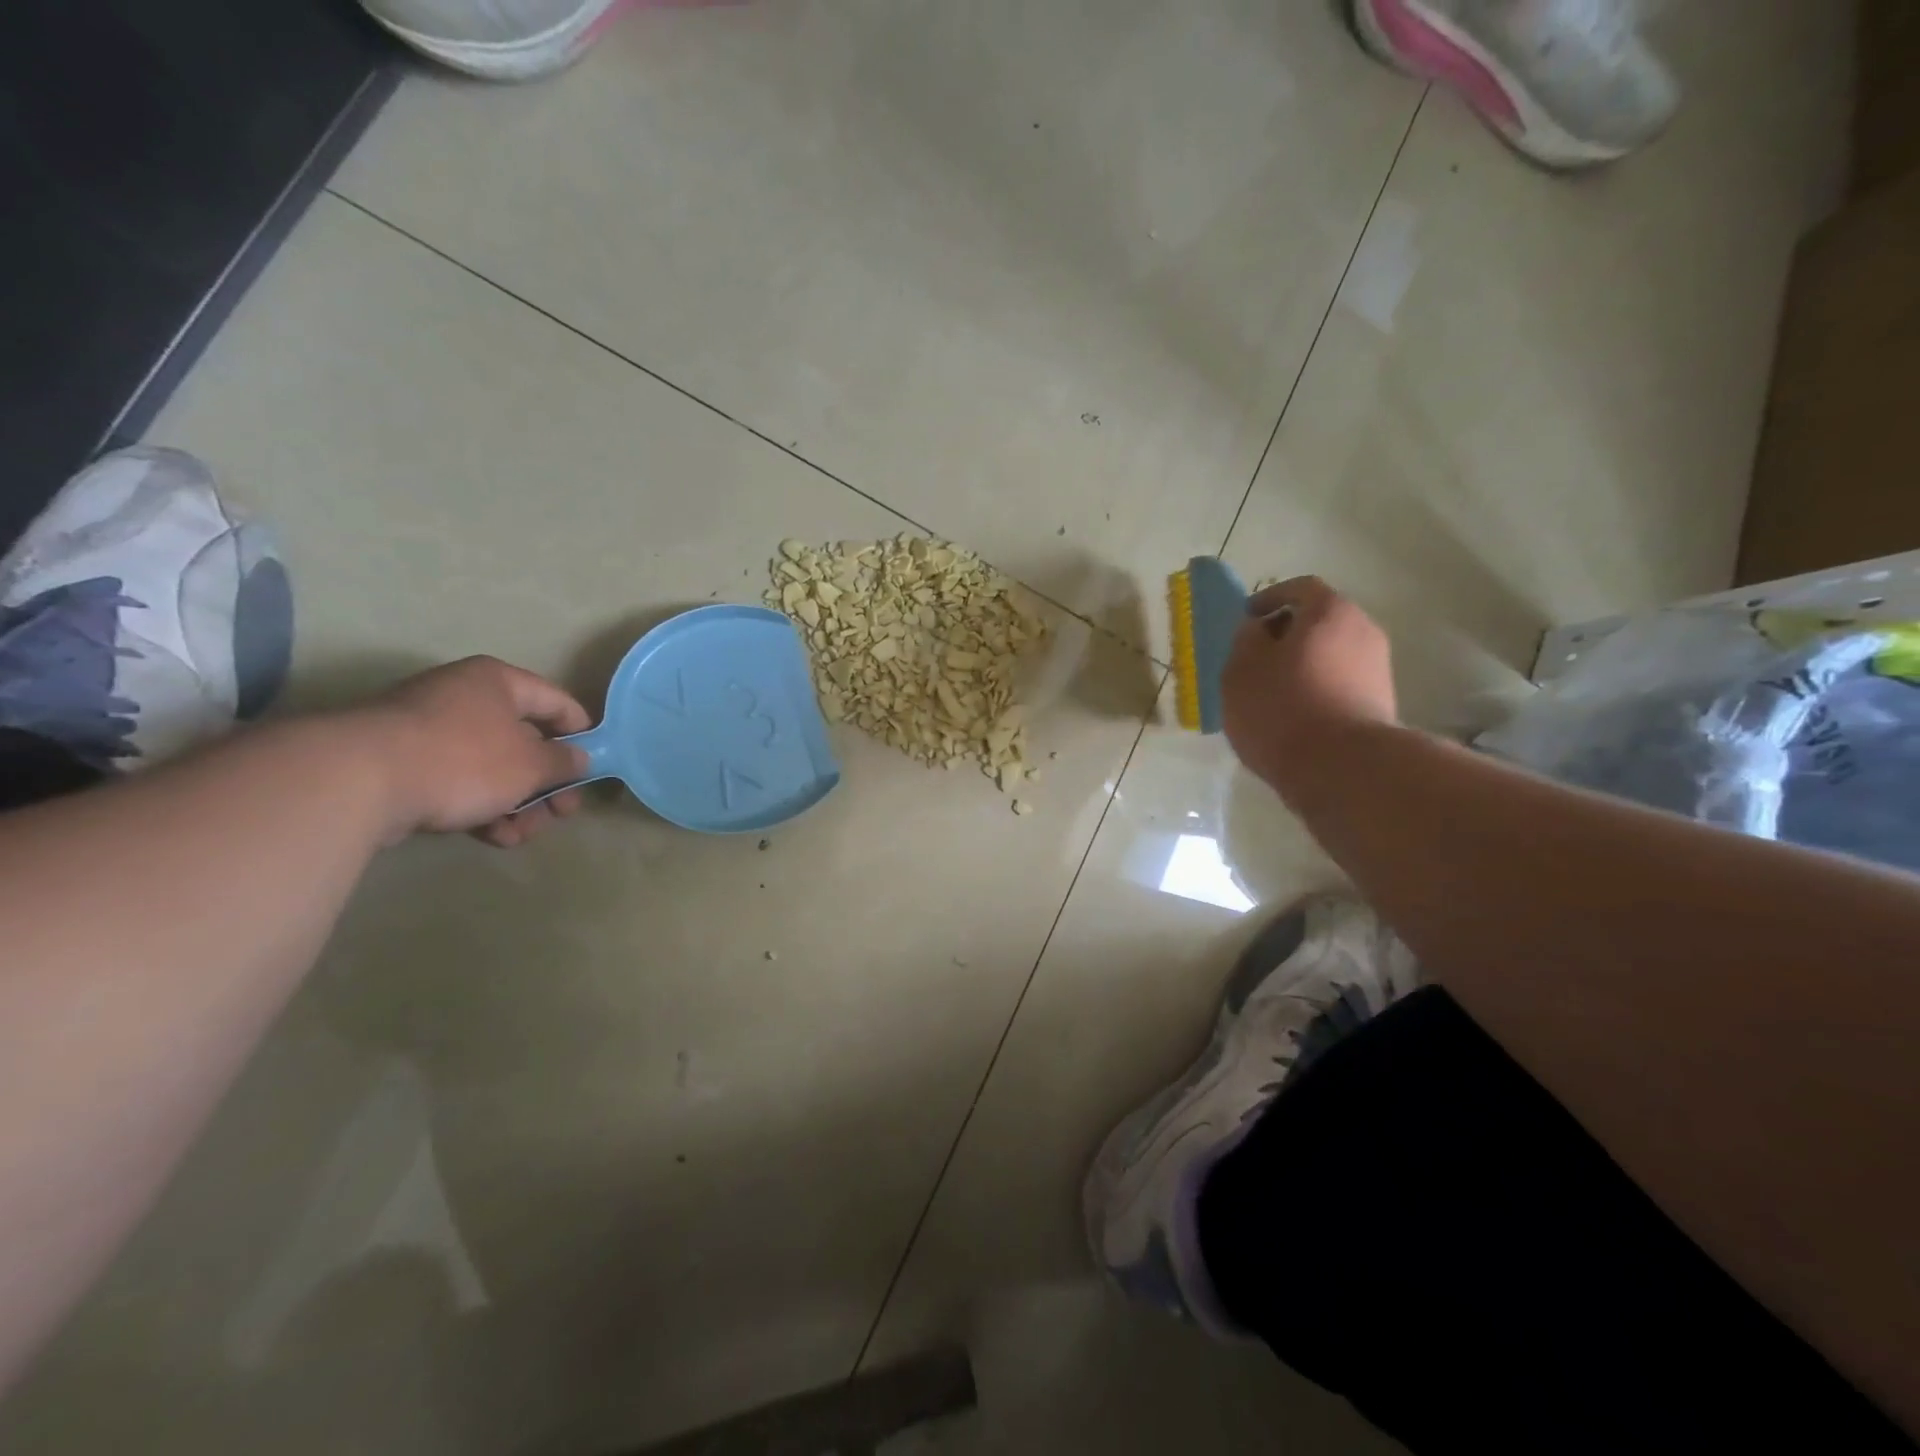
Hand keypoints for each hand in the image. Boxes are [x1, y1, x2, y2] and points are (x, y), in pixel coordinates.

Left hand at [358, 657, 591, 847]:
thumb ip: (564, 761)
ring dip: (517, 803)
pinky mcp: (405, 764)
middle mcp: (465, 697)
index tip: (593, 767)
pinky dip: (482, 807)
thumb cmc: (464, 759)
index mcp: (498, 682)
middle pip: (525, 741)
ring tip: (522, 834)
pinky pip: (459, 782)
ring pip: (493, 768)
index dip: (582, 734)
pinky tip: (493, 836)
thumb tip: (580, 759)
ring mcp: (430, 730)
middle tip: (561, 814)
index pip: (557, 702)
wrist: (358, 781)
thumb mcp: (531, 764)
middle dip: (547, 784)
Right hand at [1221, 576, 1396, 800]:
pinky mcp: (1380, 705)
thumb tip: (1259, 629)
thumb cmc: (1282, 707)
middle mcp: (1363, 630)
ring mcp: (1377, 669)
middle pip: (1319, 622)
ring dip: (1301, 665)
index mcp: (1330, 612)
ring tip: (1270, 693)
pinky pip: (1340, 684)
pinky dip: (1316, 690)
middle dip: (1286, 635)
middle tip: (1255, 658)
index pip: (1300, 588)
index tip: (1246, 619)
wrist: (1341, 768)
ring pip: (1330, 655)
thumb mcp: (1241, 668)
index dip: (1269, 599)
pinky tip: (1293, 716)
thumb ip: (1246, 639)